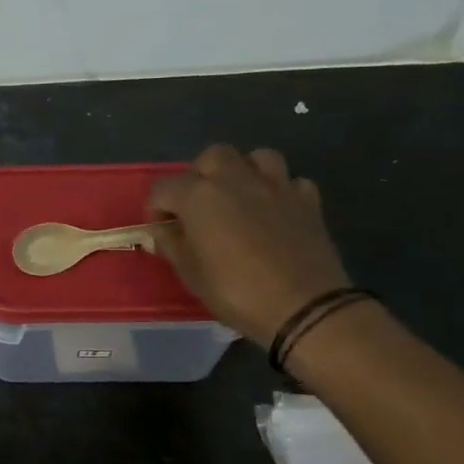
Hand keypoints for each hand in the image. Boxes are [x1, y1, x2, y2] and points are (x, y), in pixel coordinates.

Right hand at [147, 144, 350, 344]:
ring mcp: (276, 185)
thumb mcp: (191, 274)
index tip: (161, 231)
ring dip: (243, 171)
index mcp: (199, 196)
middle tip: (198, 206)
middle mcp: (236, 179)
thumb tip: (160, 233)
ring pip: (256, 157)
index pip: (164, 187)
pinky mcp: (307, 199)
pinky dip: (279, 191)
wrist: (303, 307)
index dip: (156, 208)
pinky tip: (275, 211)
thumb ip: (172, 246)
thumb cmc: (235, 291)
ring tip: (239, 198)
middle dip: (200, 175)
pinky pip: (290, 181)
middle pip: (212, 156)